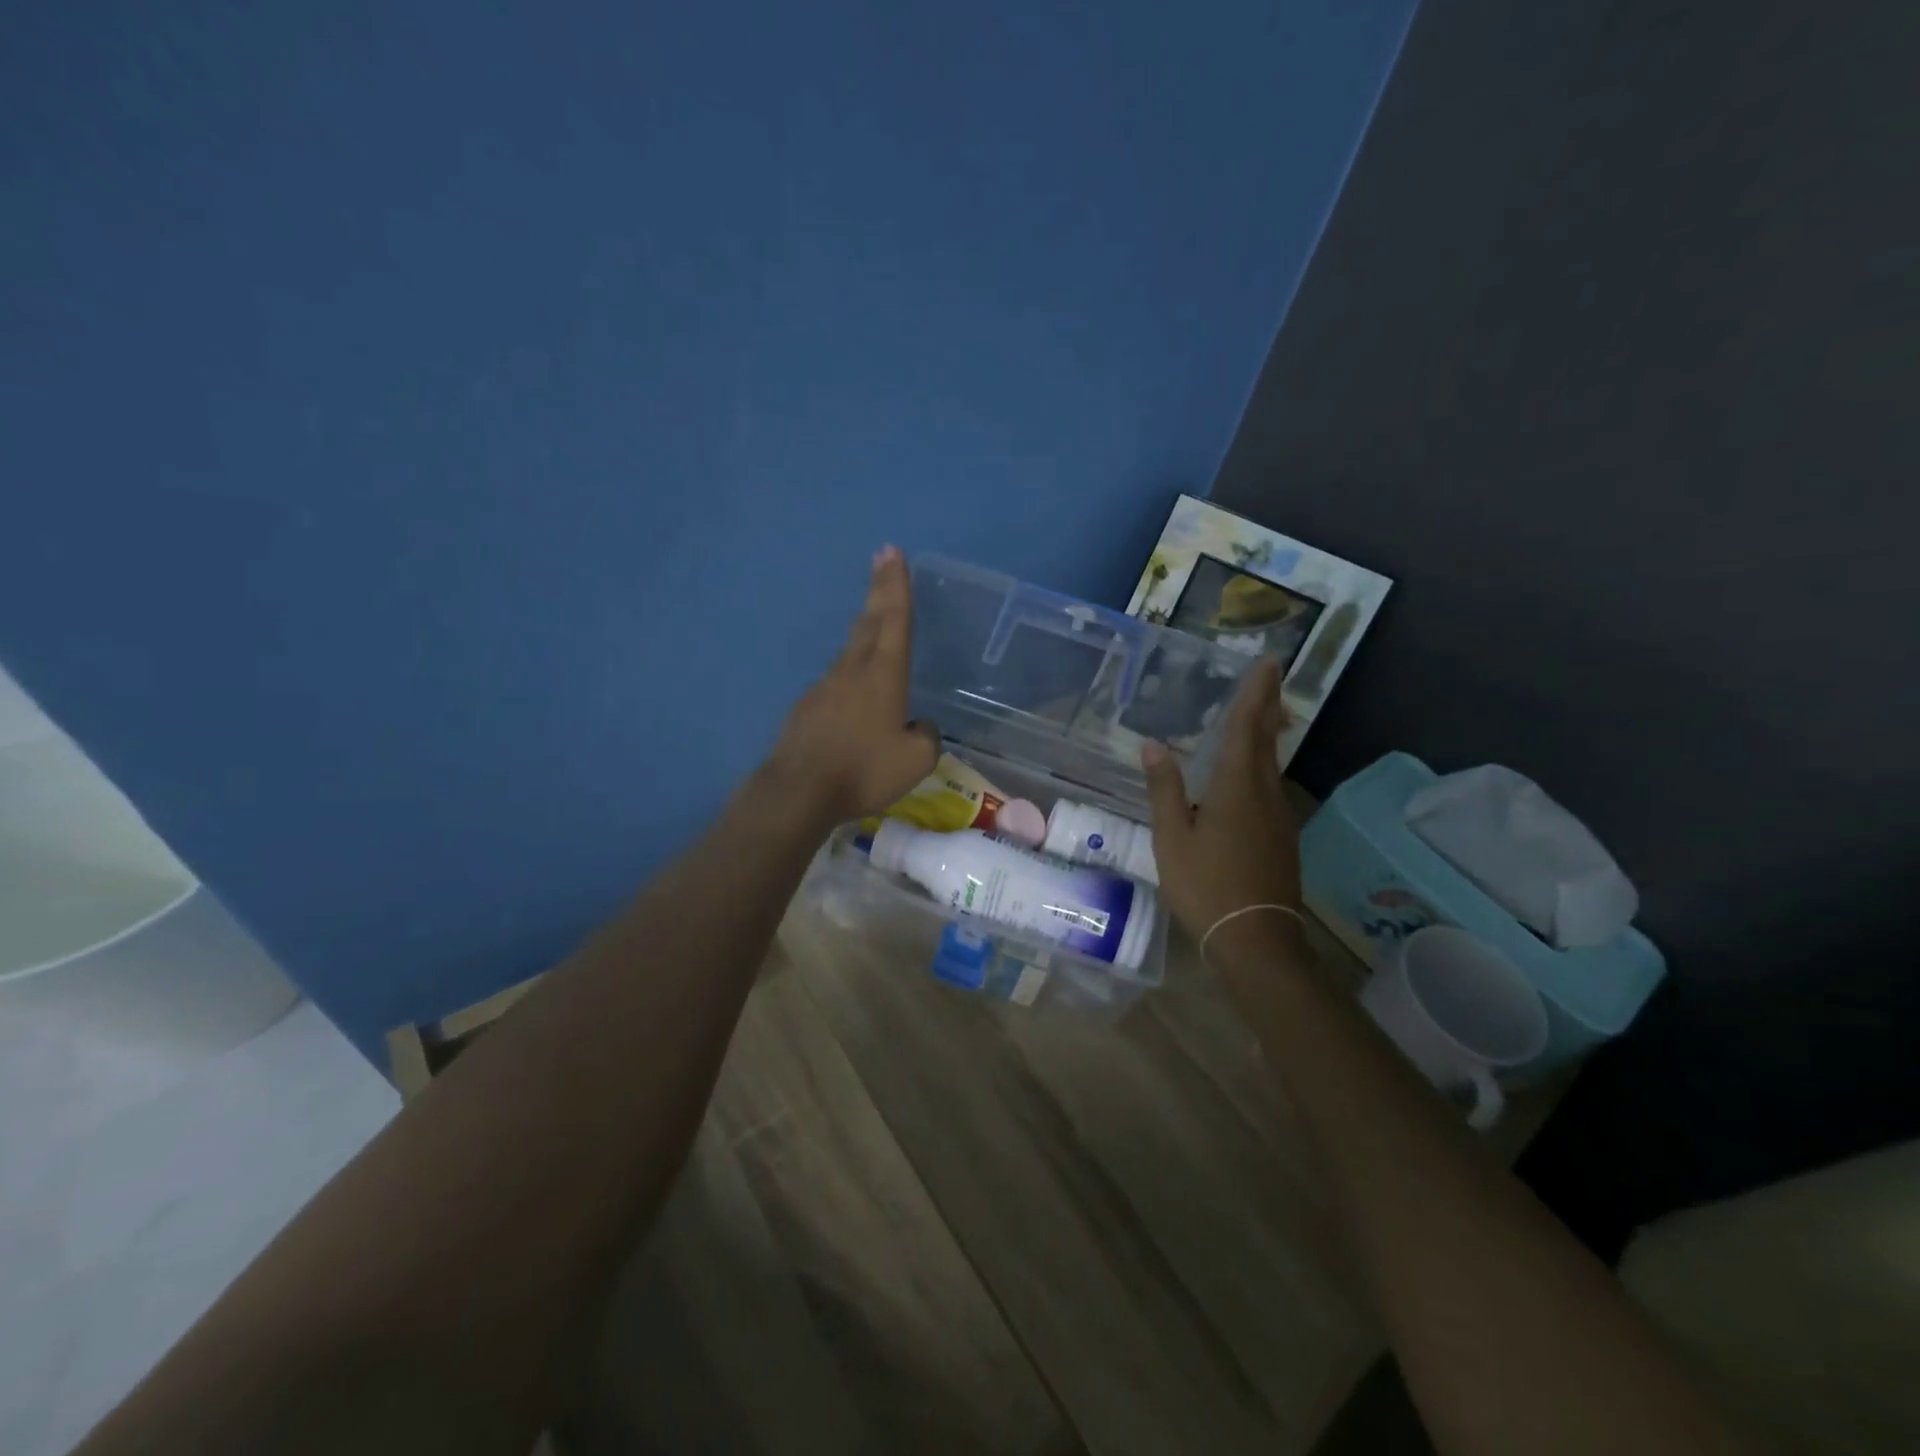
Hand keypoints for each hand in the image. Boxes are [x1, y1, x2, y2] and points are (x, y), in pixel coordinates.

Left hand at [768, 546, 939, 823]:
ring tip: (875, 626)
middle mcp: (852, 671)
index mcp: (883, 675)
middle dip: (879, 590)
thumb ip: (926, 736)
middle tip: (881, 559)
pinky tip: (855, 701)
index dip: (896, 585)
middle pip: (869, 622)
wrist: (798, 791)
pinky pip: (836, 684)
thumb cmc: (863, 770)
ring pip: (850, 652)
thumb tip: (919, 725)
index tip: (891, 551)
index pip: (894, 619)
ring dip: (865, 632)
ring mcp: (824, 688)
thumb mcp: (916, 760)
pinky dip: (851, 679)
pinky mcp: (806, 708)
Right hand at [1141, 658, 1304, 960]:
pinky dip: (1261, 765)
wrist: (1256, 940)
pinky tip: (1248, 773)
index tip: (1268, 662)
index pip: (1245, 727)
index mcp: (1235, 787)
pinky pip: (1270, 786)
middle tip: (1268, 677)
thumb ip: (1164, 790)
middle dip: (1266, 706)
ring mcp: (1278, 817)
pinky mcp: (1281, 837)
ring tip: (1257, 715)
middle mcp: (1264, 793)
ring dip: (1265, 734)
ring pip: (1270, 764)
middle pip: (1265, 740)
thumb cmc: (1206, 886)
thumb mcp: (1172, 838)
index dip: (1255, 693)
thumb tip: (1153, 745)